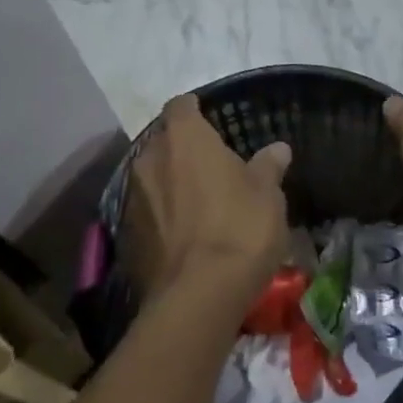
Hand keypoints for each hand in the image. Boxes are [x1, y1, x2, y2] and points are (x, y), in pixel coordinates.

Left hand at [126, 95, 290, 303]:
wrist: (198, 296)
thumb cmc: (239, 228)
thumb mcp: (267, 194)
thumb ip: (268, 165)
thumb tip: (277, 148)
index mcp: (184, 138)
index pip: (181, 106)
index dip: (195, 109)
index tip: (209, 117)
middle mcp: (150, 159)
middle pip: (163, 142)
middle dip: (182, 149)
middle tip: (209, 164)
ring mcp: (133, 198)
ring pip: (152, 178)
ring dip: (170, 184)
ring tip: (197, 202)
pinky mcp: (125, 236)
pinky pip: (146, 213)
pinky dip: (161, 217)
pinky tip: (183, 235)